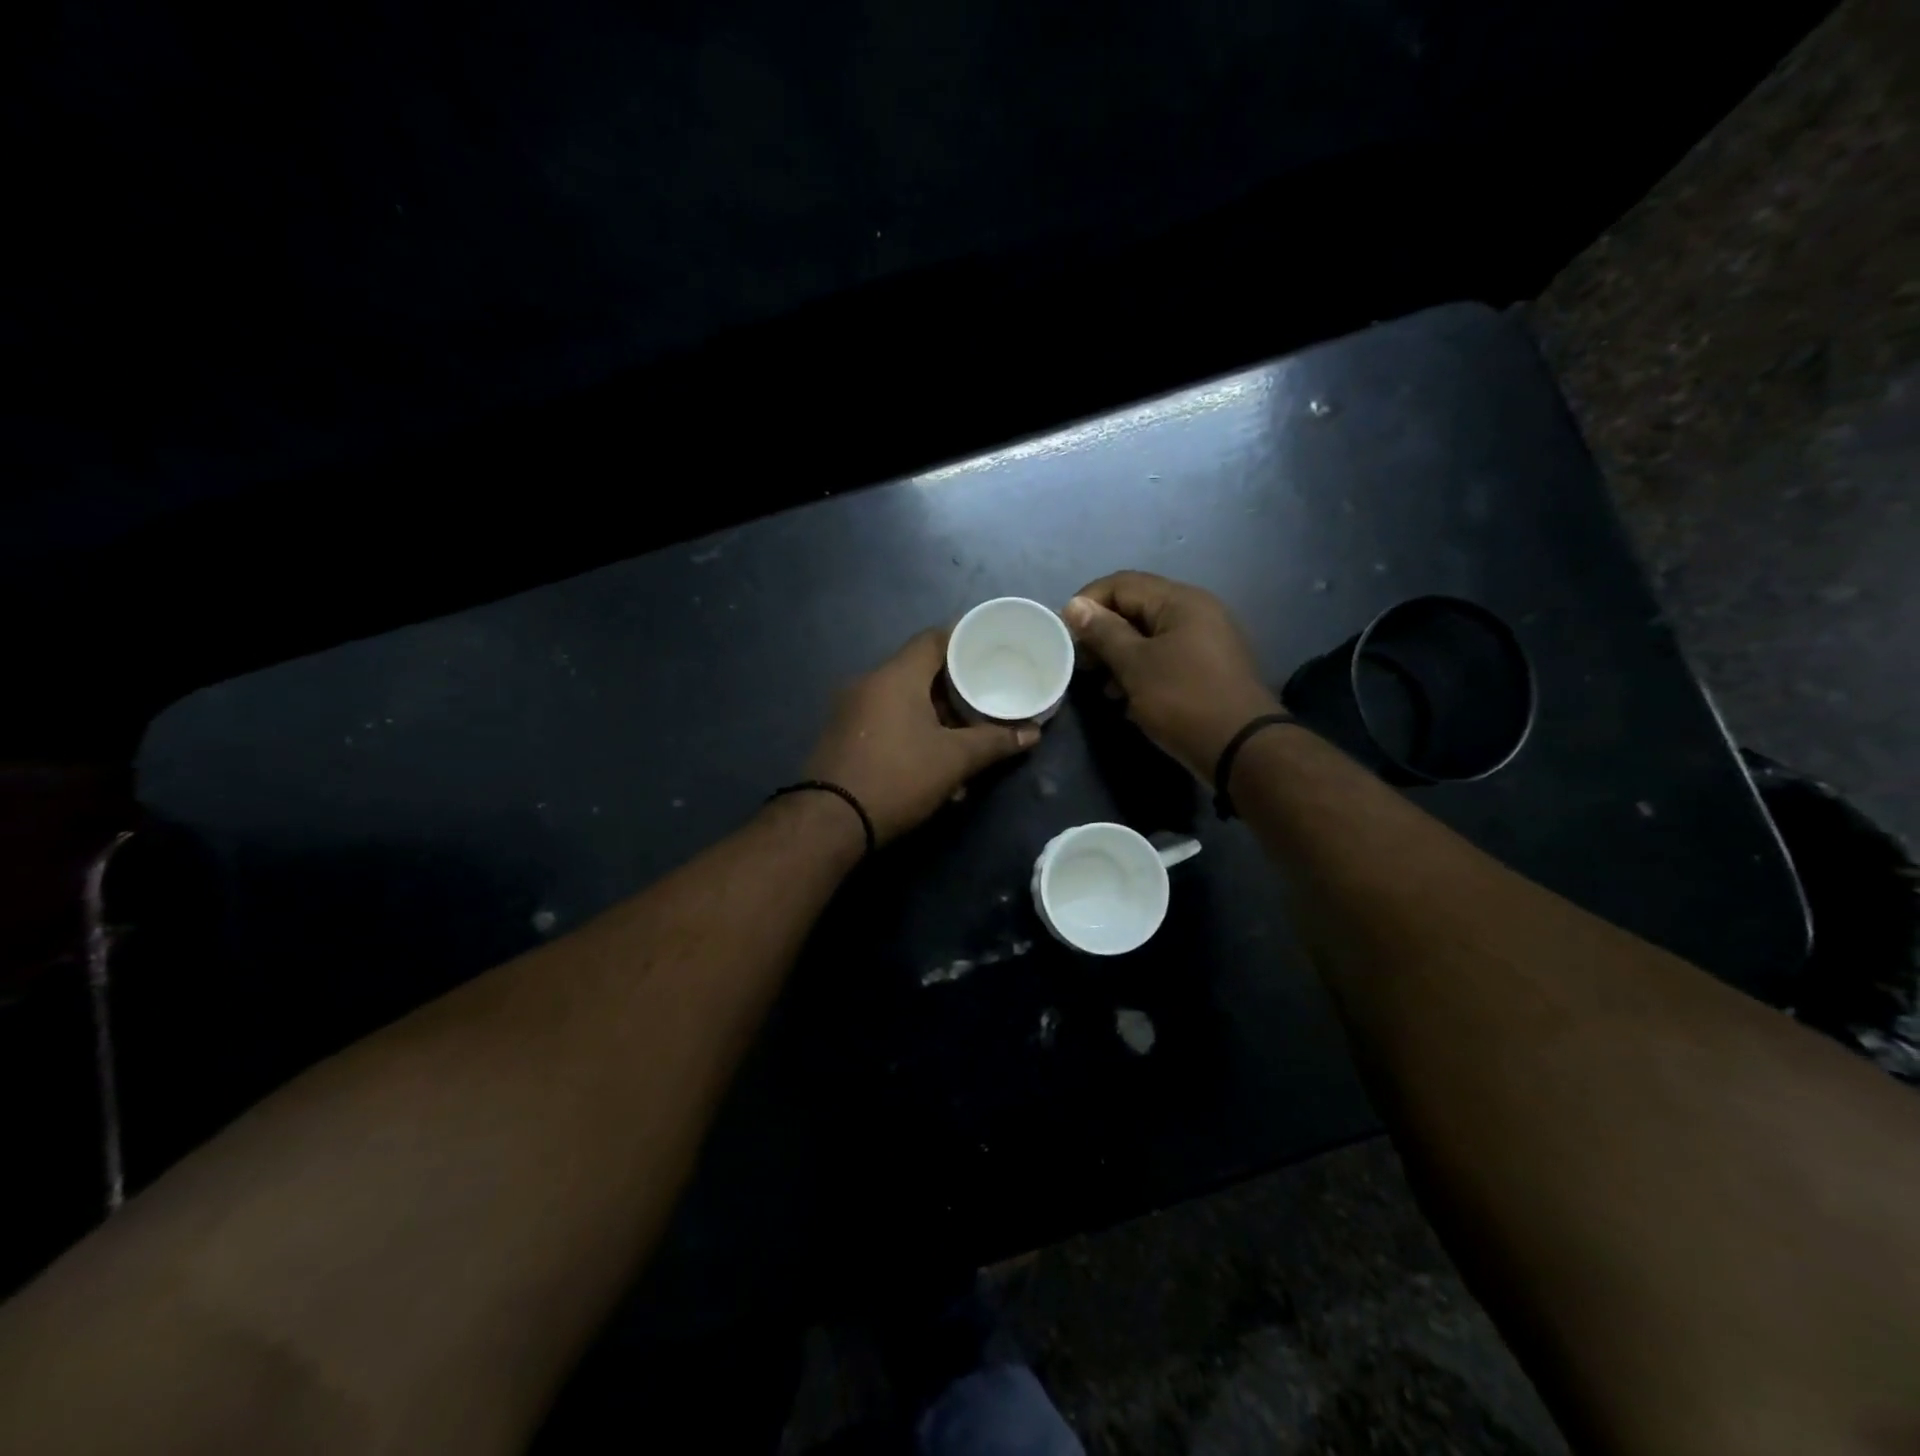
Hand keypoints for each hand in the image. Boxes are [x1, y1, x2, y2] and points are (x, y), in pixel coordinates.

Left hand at [804, 628, 1040, 844]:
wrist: (831, 821)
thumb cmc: (898, 777)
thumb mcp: (954, 761)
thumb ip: (994, 742)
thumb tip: (1032, 733)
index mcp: (896, 676)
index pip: (933, 639)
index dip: (963, 641)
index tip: (990, 652)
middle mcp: (869, 683)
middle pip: (918, 671)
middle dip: (953, 688)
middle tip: (984, 700)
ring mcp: (850, 710)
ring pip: (902, 700)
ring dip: (934, 715)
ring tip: (964, 738)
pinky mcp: (842, 735)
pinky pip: (885, 721)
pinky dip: (911, 731)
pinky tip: (932, 761)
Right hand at [1063, 571, 1281, 779]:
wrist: (1242, 749)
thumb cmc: (1184, 700)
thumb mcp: (1136, 665)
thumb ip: (1103, 632)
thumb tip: (1074, 605)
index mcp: (1180, 601)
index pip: (1122, 584)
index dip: (1087, 603)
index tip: (1064, 634)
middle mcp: (1196, 611)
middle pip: (1136, 608)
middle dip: (1102, 633)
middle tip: (1081, 664)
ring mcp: (1206, 640)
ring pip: (1149, 636)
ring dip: (1119, 656)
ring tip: (1101, 686)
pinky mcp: (1207, 668)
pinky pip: (1165, 657)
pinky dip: (1141, 670)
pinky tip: (1126, 698)